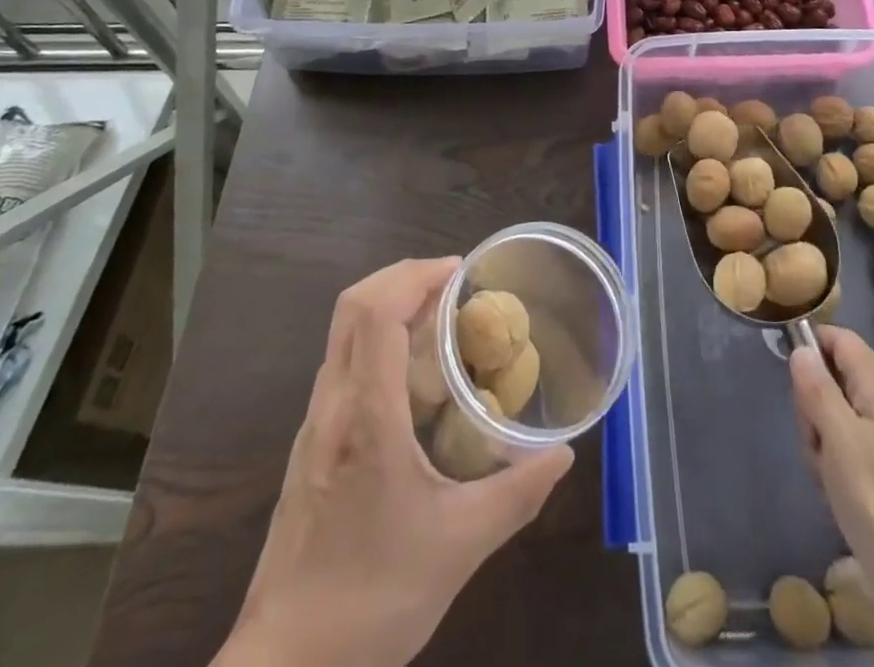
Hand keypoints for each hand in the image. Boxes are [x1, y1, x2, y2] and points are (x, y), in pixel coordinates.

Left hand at [221, 258, 572, 666]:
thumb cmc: (371, 602)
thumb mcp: (459, 548)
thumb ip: (517, 495)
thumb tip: (563, 455)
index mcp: (365, 419)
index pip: (376, 314)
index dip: (416, 277)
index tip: (460, 272)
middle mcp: (332, 408)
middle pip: (352, 307)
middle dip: (402, 278)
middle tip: (453, 285)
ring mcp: (314, 427)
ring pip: (343, 335)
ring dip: (389, 308)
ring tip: (442, 322)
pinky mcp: (310, 448)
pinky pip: (343, 366)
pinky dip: (377, 343)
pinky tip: (415, 381)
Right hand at [789, 325, 873, 624]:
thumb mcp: (838, 437)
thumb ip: (817, 388)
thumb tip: (801, 349)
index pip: (838, 339)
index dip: (810, 347)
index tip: (790, 380)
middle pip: (831, 375)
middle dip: (812, 405)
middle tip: (816, 440)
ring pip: (833, 412)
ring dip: (819, 439)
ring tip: (827, 473)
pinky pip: (844, 443)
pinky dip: (832, 462)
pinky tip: (834, 490)